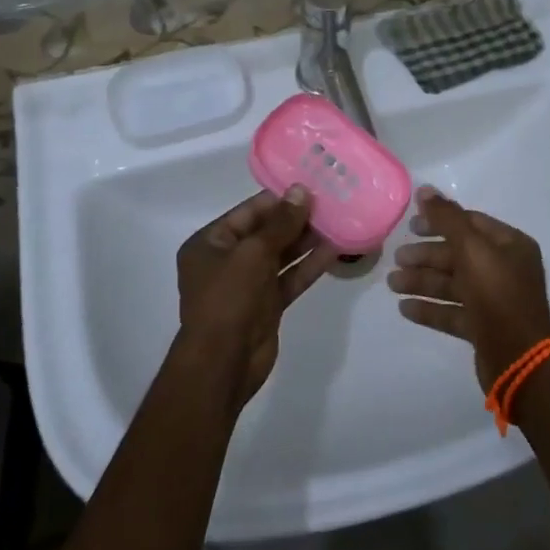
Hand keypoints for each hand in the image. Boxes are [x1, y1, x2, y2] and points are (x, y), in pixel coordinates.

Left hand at [176, 187, 329, 413]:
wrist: (223, 364)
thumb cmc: (229, 299)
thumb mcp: (253, 253)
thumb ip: (280, 223)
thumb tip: (301, 191)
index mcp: (210, 243)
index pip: (249, 212)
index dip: (279, 199)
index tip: (310, 186)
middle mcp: (227, 260)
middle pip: (267, 232)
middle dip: (297, 219)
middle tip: (331, 202)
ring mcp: (248, 284)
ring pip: (281, 255)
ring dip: (307, 241)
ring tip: (339, 221)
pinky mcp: (267, 305)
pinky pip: (290, 278)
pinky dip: (309, 266)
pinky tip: (335, 250)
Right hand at [386, 186, 549, 386]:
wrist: (519, 359)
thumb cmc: (497, 294)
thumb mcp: (471, 248)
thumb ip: (447, 218)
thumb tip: (425, 189)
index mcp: (510, 245)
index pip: (470, 223)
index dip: (440, 221)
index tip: (411, 225)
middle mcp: (505, 269)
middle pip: (459, 254)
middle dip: (426, 255)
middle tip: (397, 258)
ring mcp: (495, 300)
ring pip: (453, 284)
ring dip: (422, 282)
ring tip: (392, 284)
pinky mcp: (484, 328)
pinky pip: (453, 312)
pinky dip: (430, 308)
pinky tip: (404, 308)